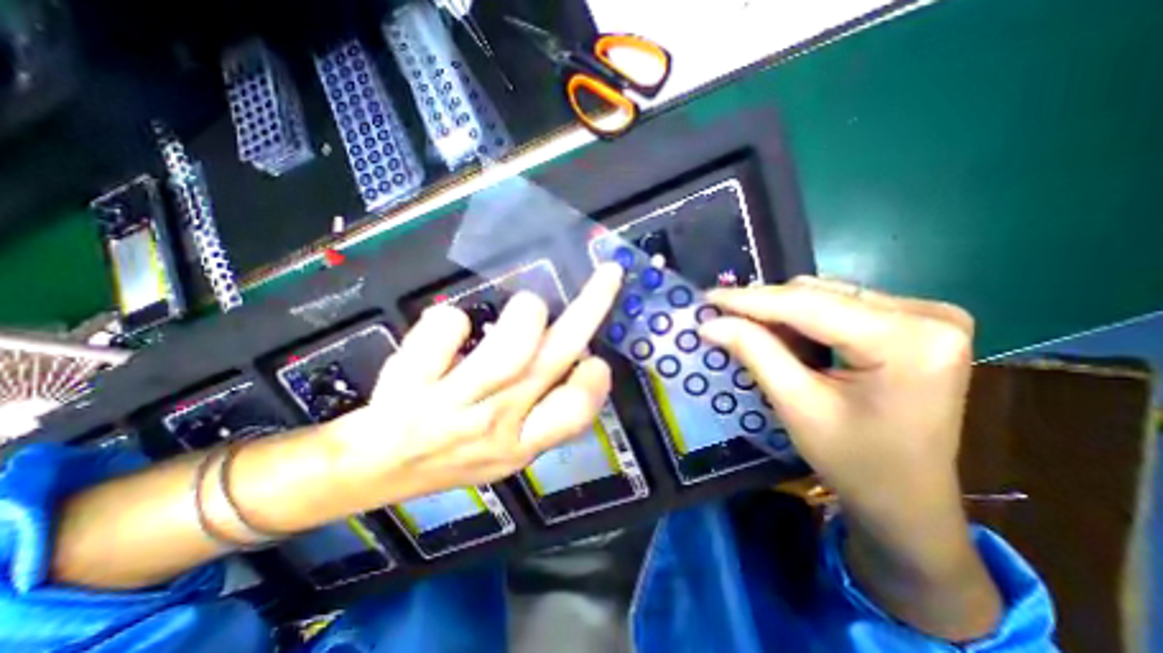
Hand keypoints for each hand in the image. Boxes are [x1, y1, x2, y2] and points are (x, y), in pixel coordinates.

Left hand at [327, 262, 625, 506]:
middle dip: (590, 309)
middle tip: (608, 275)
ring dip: (526, 315)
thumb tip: (577, 356)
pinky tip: (452, 326)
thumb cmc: (450, 449)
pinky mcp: (412, 388)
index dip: (595, 382)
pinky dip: (451, 320)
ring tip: (527, 306)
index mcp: (522, 441)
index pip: (575, 413)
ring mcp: (452, 407)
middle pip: (552, 362)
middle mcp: (495, 424)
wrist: (375, 467)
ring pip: (508, 352)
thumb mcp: (508, 446)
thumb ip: (545, 409)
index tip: (594, 358)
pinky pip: (445, 333)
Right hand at [704, 276, 1004, 643]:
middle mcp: (928, 316)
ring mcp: (928, 316)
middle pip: (820, 295)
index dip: (751, 300)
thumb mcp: (797, 405)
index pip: (809, 305)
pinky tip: (782, 335)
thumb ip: (755, 353)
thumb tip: (711, 323)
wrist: (908, 500)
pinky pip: (842, 305)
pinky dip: (803, 317)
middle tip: (722, 317)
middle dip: (765, 307)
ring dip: (782, 312)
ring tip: (749, 329)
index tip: (709, 297)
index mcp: (909, 341)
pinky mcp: (917, 323)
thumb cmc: (855, 462)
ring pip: (827, 295)